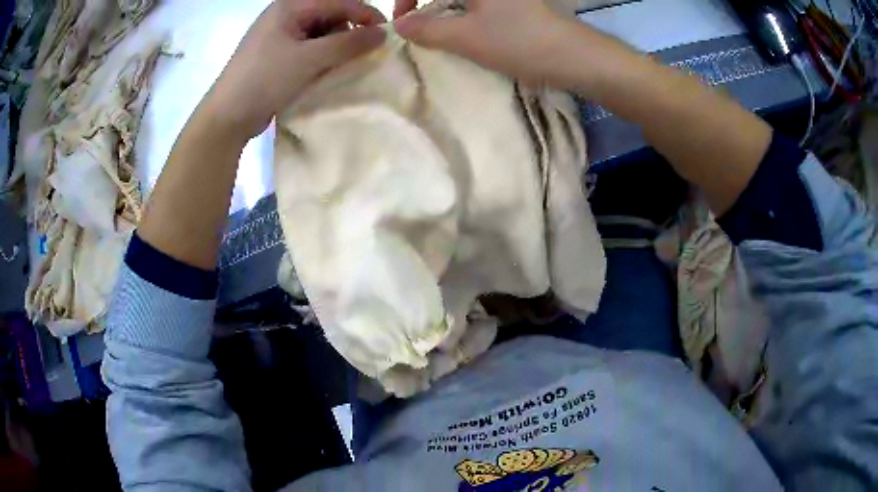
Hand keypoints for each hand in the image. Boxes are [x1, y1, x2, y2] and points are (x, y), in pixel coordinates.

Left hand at [201, 0, 385, 141]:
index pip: (338, 1)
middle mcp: (285, 16)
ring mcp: (280, 36)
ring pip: (321, 33)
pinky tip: (329, 71)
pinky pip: (309, 49)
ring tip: (345, 65)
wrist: (227, 117)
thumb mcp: (308, 59)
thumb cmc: (264, 80)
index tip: (386, 33)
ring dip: (337, 46)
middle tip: (363, 52)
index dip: (365, 13)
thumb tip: (383, 33)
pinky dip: (323, 57)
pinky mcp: (277, 56)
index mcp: (290, 7)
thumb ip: (348, 43)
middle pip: (330, 15)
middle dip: (349, 31)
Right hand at [394, 0, 573, 85]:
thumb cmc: (519, 42)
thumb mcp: (465, 37)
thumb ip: (427, 29)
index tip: (402, 22)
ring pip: (462, 1)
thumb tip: (400, 24)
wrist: (576, 57)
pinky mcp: (516, 4)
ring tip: (440, 33)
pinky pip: (479, 6)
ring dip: (445, 12)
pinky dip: (464, 15)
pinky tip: (465, 31)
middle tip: (418, 28)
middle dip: (425, 6)